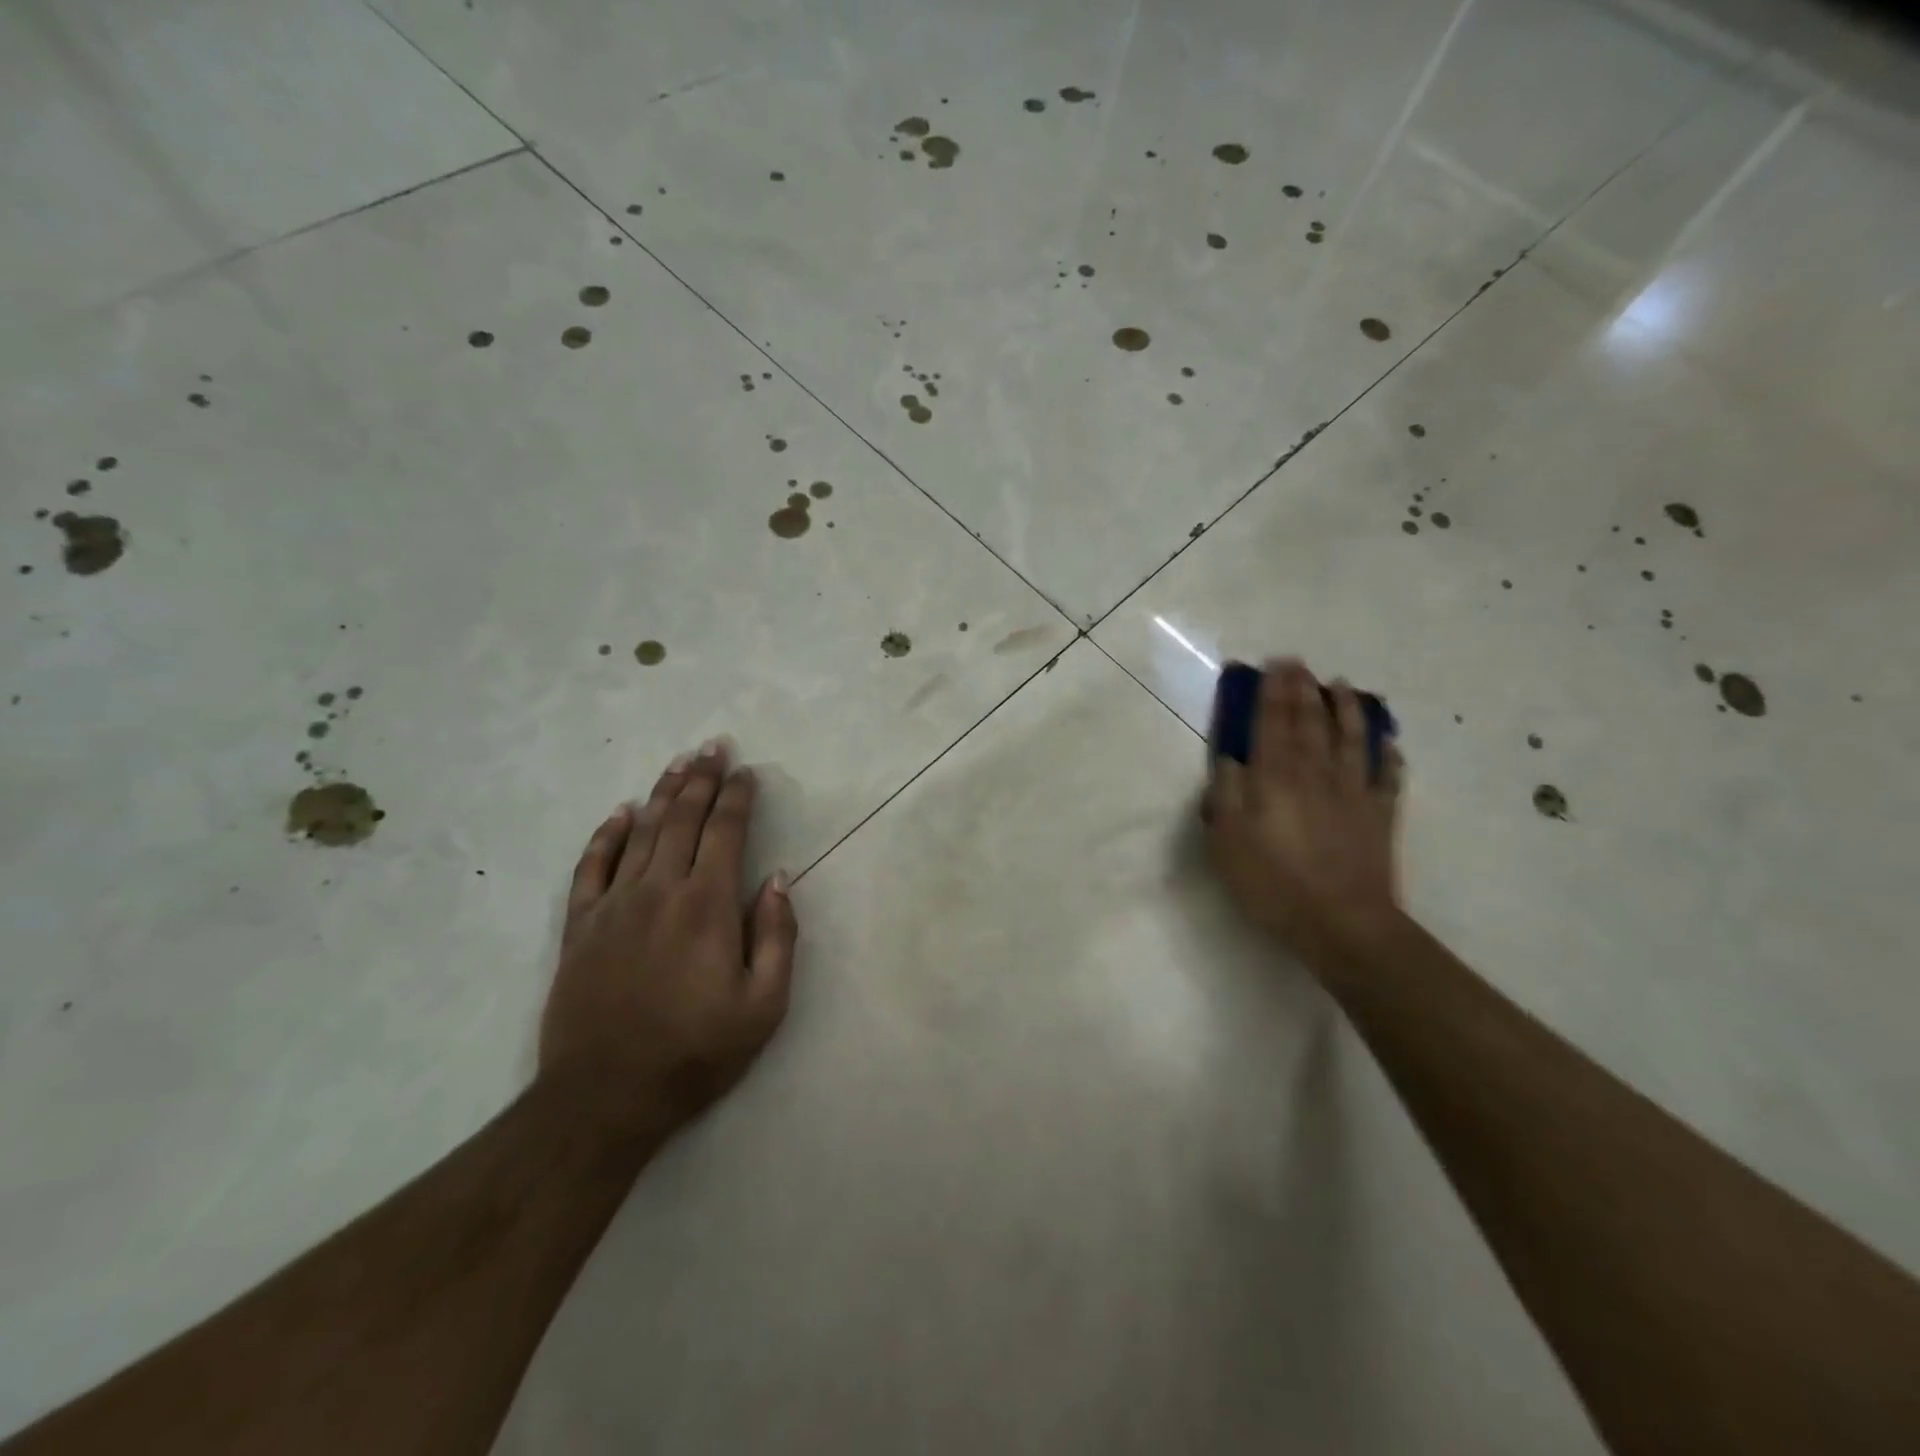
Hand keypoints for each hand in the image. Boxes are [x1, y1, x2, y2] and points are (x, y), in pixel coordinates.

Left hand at [540, 740, 797, 1140]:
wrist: (604, 1097)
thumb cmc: (695, 1053)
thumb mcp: (764, 1006)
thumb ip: (777, 936)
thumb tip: (777, 878)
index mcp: (707, 906)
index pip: (726, 832)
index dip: (738, 797)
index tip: (747, 772)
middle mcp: (660, 890)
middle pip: (683, 819)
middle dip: (703, 778)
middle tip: (715, 746)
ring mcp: (614, 905)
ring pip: (641, 831)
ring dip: (663, 792)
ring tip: (680, 762)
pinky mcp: (580, 926)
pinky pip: (591, 866)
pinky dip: (606, 834)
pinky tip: (620, 812)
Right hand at [1204, 660, 1403, 972]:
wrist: (1341, 921)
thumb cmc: (1272, 881)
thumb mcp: (1227, 840)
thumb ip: (1226, 793)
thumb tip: (1231, 758)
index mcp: (1274, 776)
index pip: (1271, 722)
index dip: (1271, 691)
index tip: (1272, 665)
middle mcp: (1315, 772)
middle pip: (1309, 721)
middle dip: (1302, 688)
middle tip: (1298, 663)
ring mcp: (1353, 790)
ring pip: (1351, 737)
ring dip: (1345, 708)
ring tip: (1341, 685)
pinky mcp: (1380, 813)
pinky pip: (1387, 774)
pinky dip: (1387, 753)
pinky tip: (1387, 742)